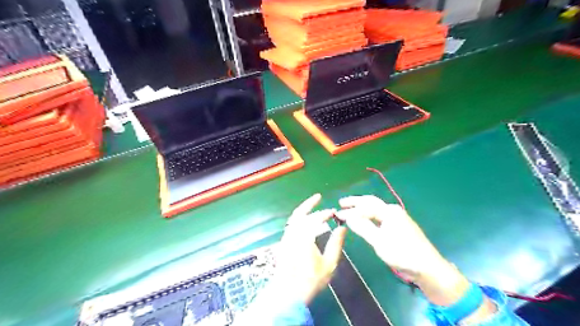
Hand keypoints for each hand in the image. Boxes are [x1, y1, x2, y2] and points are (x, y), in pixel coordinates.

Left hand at [275, 194, 344, 302]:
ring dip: (302, 210)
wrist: (288, 293)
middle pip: (300, 213)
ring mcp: (286, 237)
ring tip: (312, 206)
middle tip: (318, 197)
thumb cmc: (311, 280)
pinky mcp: (283, 243)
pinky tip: (304, 222)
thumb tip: (342, 228)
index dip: (325, 213)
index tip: (333, 212)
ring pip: (293, 218)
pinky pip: (291, 225)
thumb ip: (336, 243)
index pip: (316, 218)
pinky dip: (298, 219)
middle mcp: (293, 233)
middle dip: (309, 204)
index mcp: (305, 236)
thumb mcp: (329, 263)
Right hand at [336, 194, 445, 277]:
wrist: (428, 267)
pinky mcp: (399, 226)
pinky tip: (365, 219)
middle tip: (341, 203)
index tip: (337, 213)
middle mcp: (393, 210)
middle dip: (356, 202)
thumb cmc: (402, 253)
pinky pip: (380, 215)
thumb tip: (349, 217)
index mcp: (389, 211)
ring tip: (350, 209)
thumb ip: (363, 227)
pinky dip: (369, 215)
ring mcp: (398, 217)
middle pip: (371, 202)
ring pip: (376, 209)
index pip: (365, 206)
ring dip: (362, 208)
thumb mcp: (379, 241)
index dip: (350, 210)